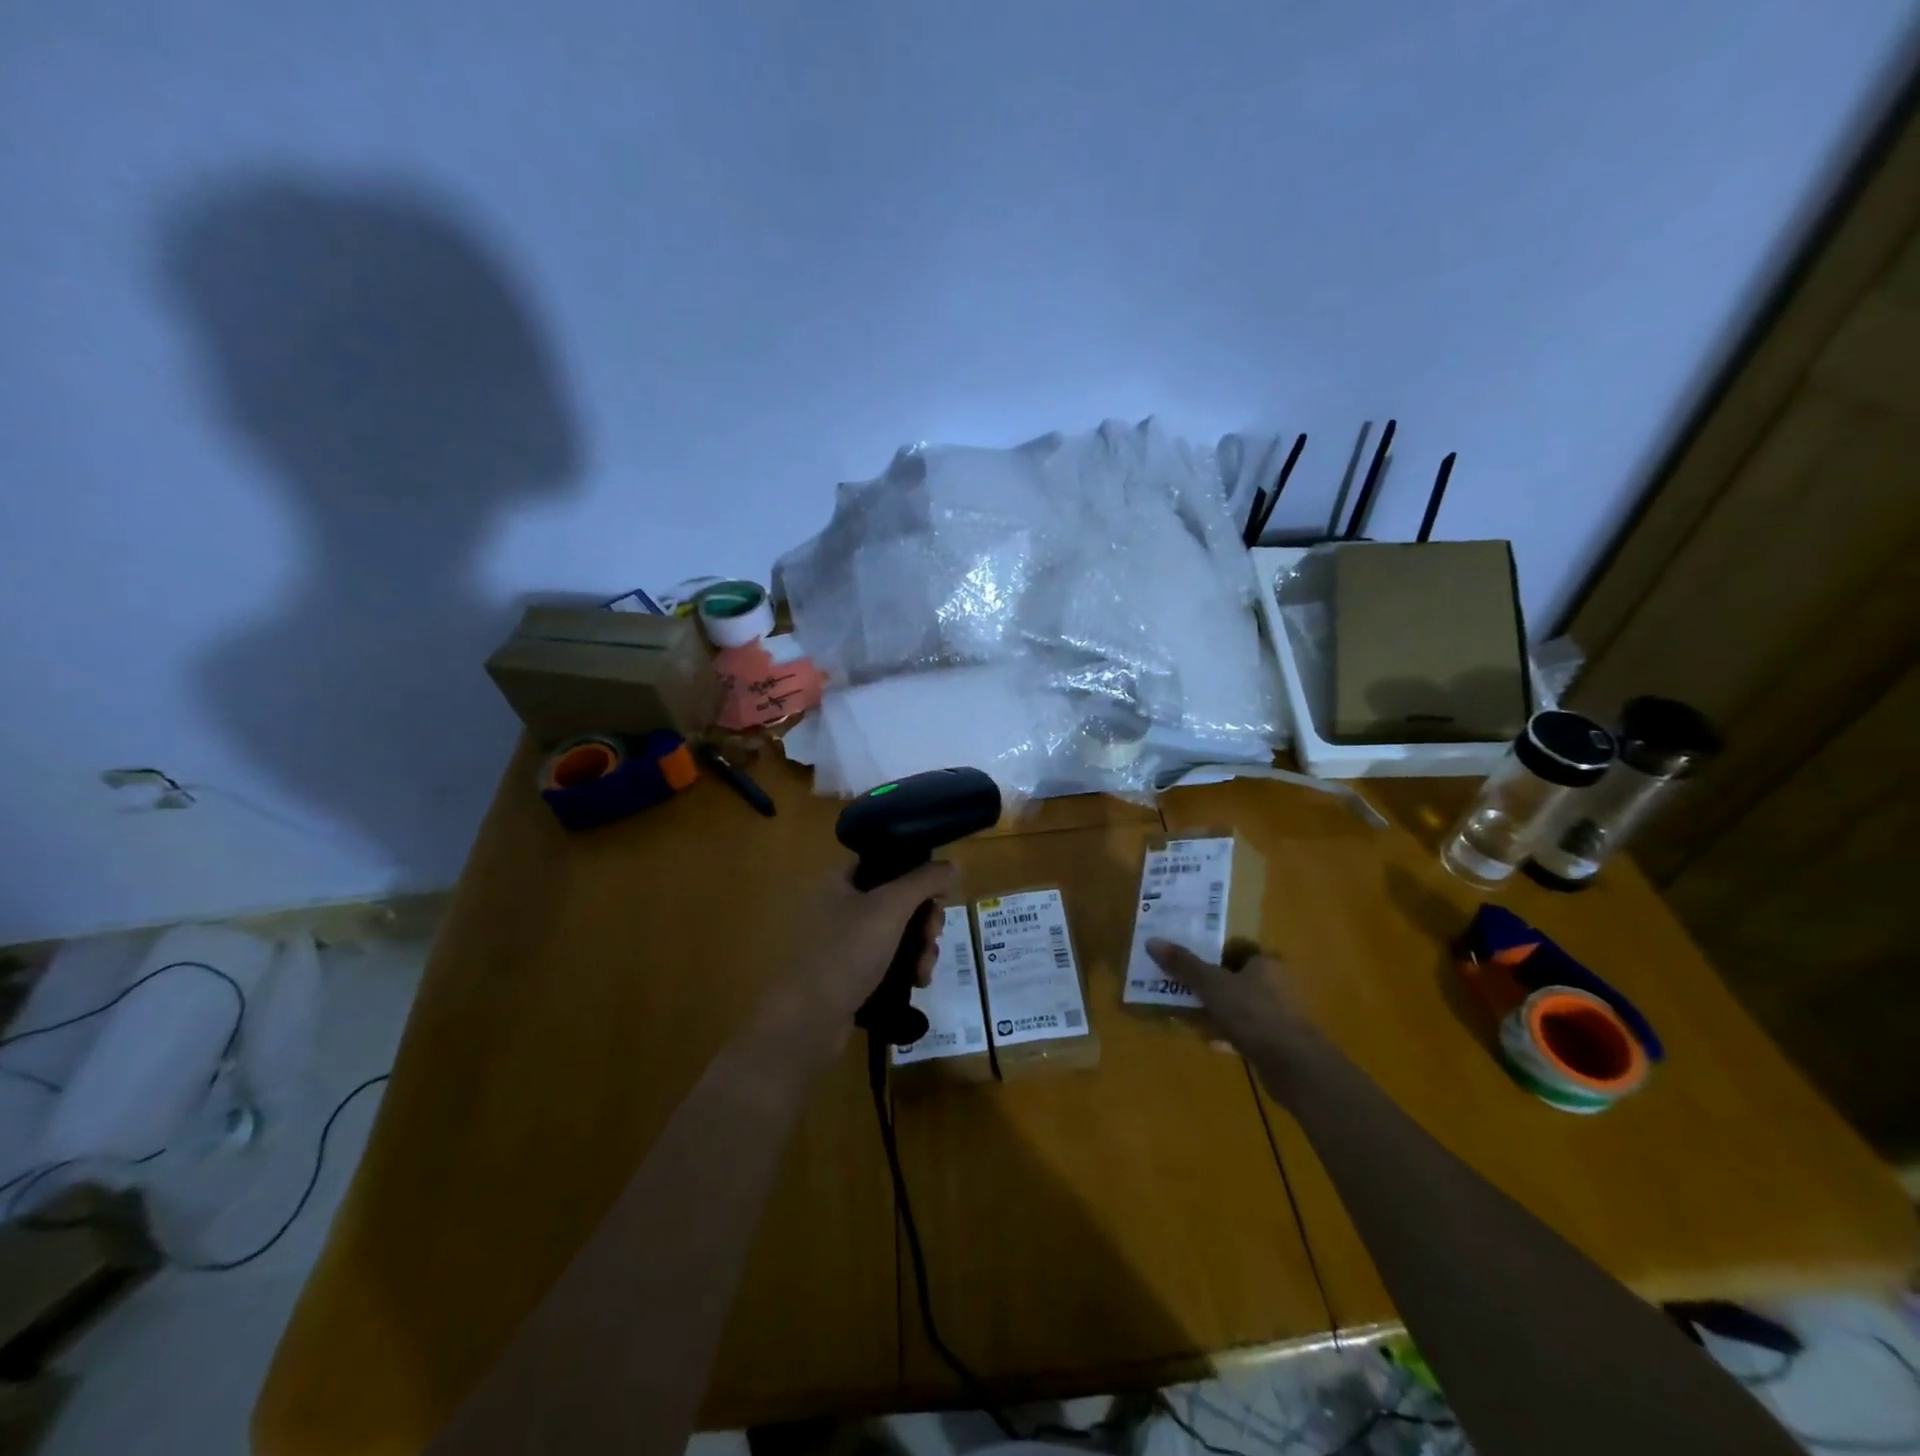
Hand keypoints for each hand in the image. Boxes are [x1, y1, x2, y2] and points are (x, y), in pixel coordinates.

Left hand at [776, 862, 959, 1044]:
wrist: (806, 1021)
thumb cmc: (845, 952)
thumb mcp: (890, 907)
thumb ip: (924, 880)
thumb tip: (954, 863)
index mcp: (839, 882)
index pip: (886, 863)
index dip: (917, 874)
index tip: (940, 895)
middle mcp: (838, 907)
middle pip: (897, 901)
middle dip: (924, 920)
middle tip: (933, 936)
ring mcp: (843, 943)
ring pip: (897, 934)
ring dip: (920, 947)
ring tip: (924, 970)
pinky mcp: (849, 975)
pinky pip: (888, 961)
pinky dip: (906, 968)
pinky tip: (917, 983)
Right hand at [1145, 937, 1311, 1061]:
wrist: (1293, 1066)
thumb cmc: (1253, 1014)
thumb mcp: (1212, 985)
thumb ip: (1184, 965)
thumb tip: (1152, 941)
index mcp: (1266, 963)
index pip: (1236, 950)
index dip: (1212, 954)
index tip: (1189, 962)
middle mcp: (1277, 984)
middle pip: (1237, 978)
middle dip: (1212, 985)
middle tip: (1184, 989)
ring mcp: (1281, 1015)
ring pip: (1241, 1006)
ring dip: (1218, 1011)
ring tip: (1191, 1016)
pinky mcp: (1279, 1042)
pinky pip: (1247, 1031)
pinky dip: (1229, 1034)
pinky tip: (1212, 1042)